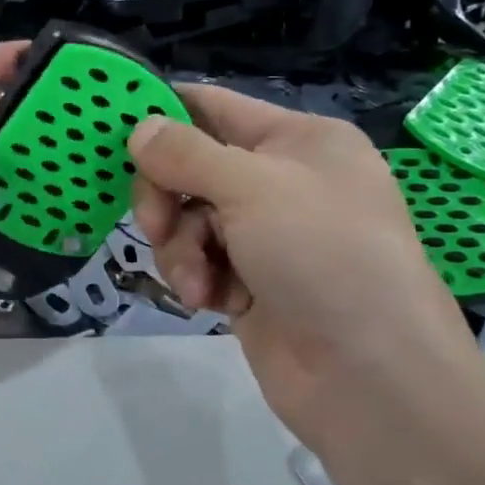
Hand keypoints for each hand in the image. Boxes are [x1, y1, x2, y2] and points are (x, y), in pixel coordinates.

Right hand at [128, 86, 484, 455]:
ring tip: (198, 282)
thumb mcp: (253, 187)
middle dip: (166, 196)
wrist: (371, 376)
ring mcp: (267, 236)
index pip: (214, 107)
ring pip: (189, 220)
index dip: (164, 114)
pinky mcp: (251, 284)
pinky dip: (196, 278)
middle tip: (154, 224)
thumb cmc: (322, 255)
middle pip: (192, 168)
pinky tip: (208, 301)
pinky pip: (200, 262)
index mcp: (298, 140)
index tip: (113, 133)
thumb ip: (186, 154)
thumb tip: (139, 128)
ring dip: (180, 248)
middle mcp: (283, 181)